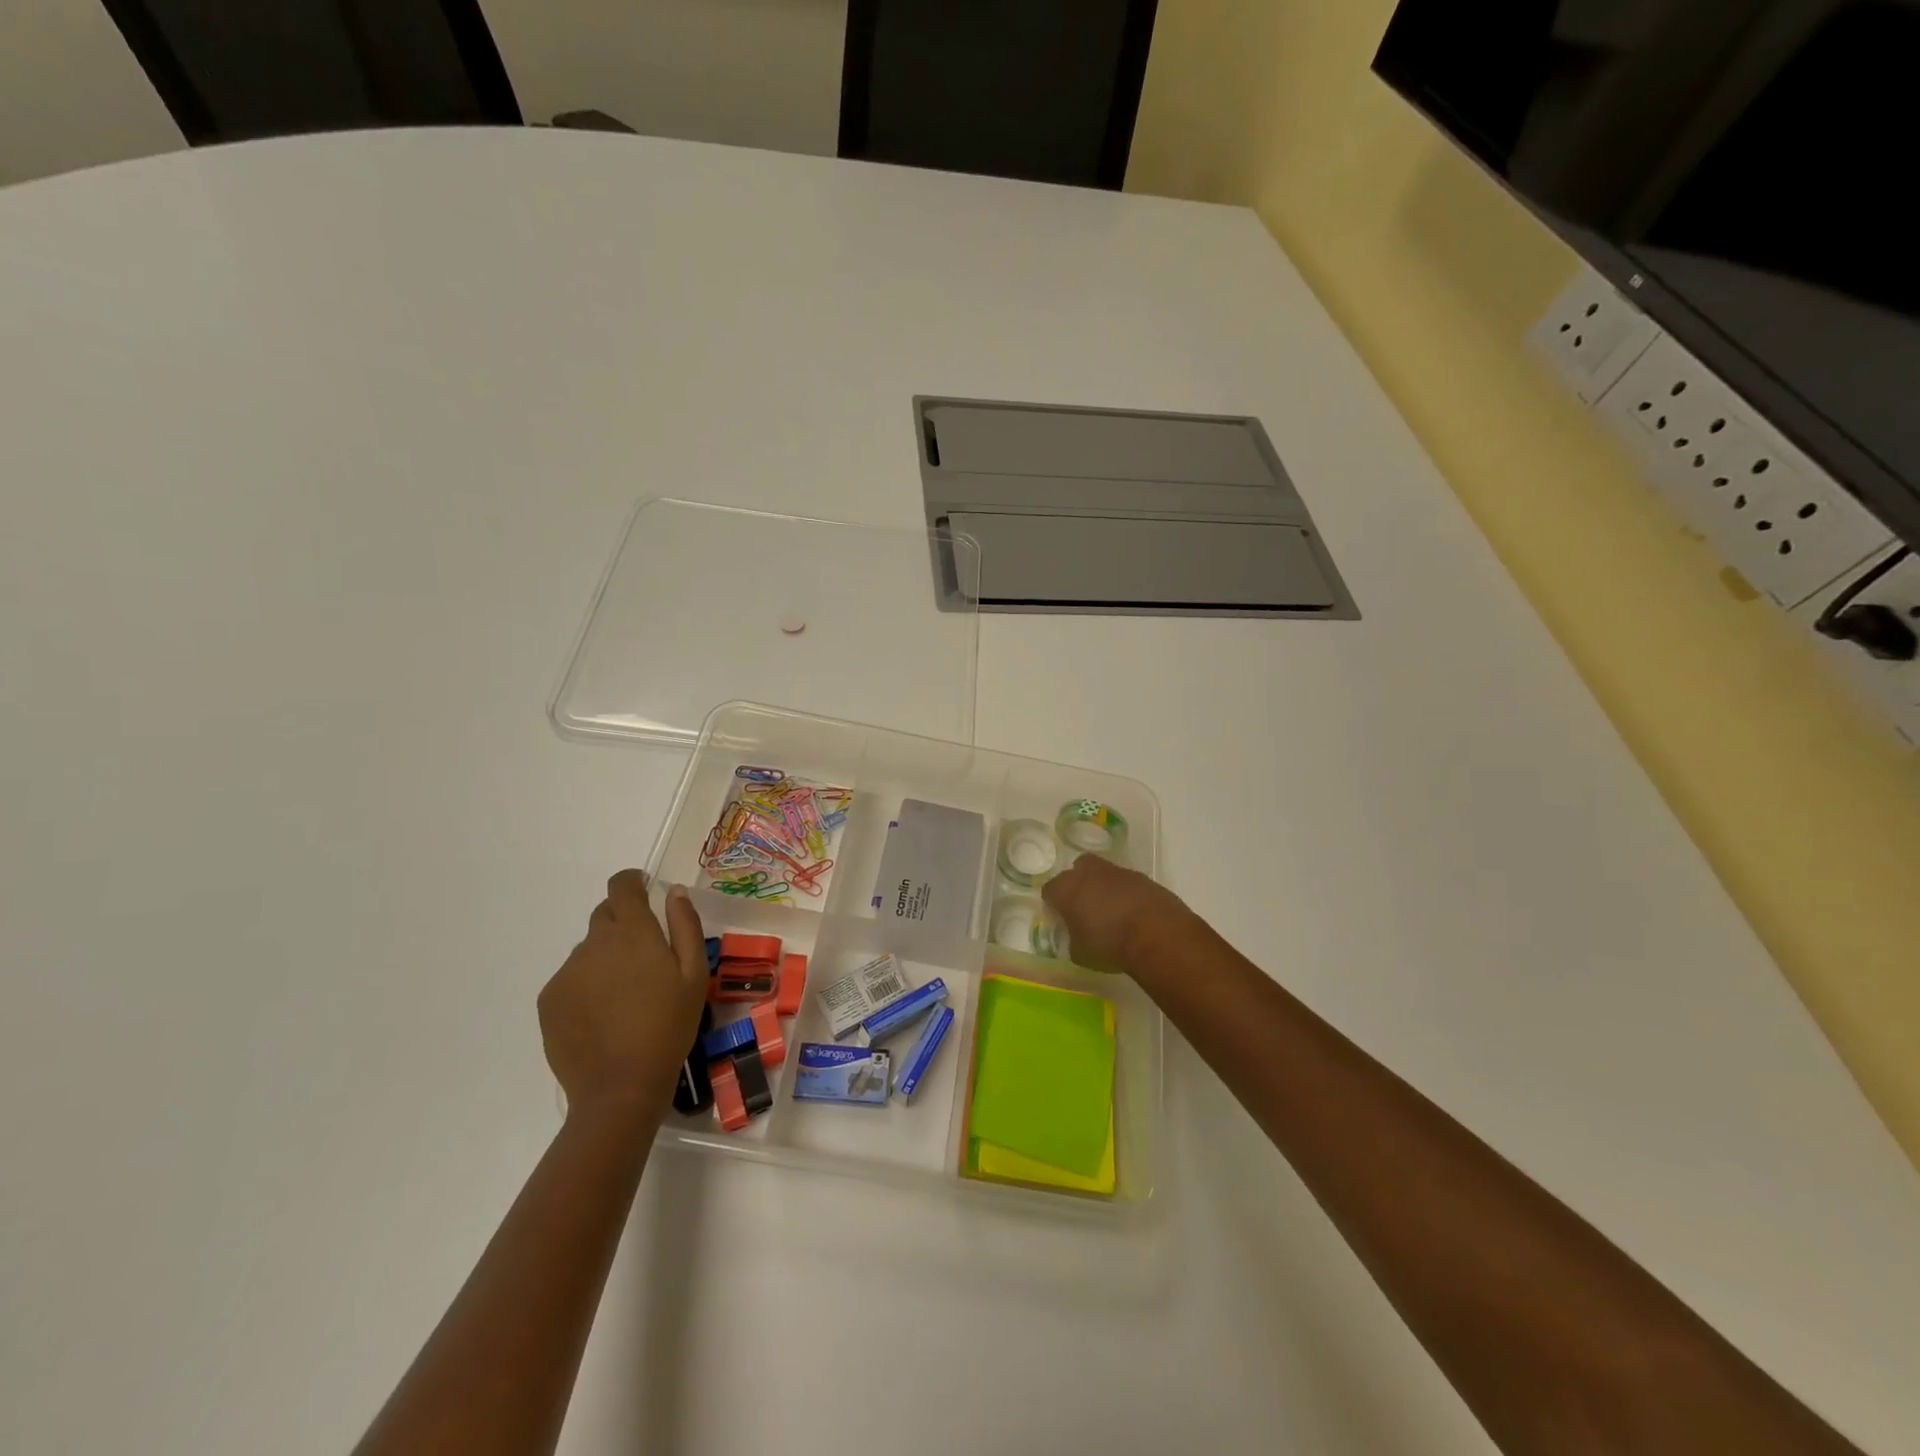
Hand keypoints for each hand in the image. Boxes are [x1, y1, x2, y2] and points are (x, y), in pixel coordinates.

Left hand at [539, 870, 707, 1119]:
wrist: (620, 1087)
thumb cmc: (669, 1026)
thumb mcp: (695, 974)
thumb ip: (685, 926)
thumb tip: (674, 892)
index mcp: (632, 932)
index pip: (621, 886)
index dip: (632, 881)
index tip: (644, 890)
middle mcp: (594, 943)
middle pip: (605, 915)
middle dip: (624, 924)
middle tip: (645, 957)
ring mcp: (567, 972)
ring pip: (589, 950)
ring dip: (607, 957)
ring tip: (626, 995)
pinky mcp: (550, 1000)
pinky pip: (572, 978)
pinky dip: (588, 984)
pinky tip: (604, 1014)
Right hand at [1042, 853, 1196, 977]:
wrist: (1156, 933)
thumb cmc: (1109, 944)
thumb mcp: (1080, 953)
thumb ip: (1072, 939)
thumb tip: (1076, 935)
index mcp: (1066, 889)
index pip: (1050, 890)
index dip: (1053, 903)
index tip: (1060, 917)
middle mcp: (1088, 873)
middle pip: (1076, 870)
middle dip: (1078, 884)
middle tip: (1084, 905)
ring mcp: (1117, 871)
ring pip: (1103, 873)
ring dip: (1104, 887)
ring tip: (1112, 910)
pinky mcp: (1141, 876)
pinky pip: (1126, 882)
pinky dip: (1126, 893)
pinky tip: (1133, 912)